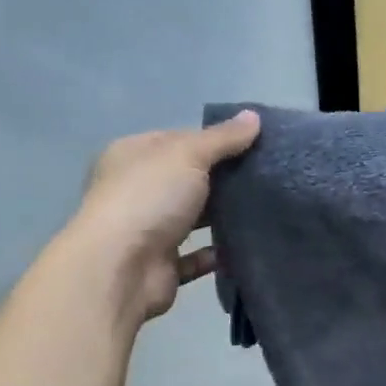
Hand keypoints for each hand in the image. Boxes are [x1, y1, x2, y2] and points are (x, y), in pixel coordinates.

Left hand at [73, 110, 260, 322]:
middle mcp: (135, 190)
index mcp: (132, 155)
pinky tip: (244, 246)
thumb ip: (222, 138)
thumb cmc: (149, 198)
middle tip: (264, 178)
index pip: (176, 140)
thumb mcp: (188, 154)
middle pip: (185, 180)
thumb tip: (254, 117)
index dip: (212, 140)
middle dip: (221, 179)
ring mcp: (146, 230)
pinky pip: (194, 258)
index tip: (251, 145)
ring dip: (220, 217)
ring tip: (261, 210)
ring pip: (190, 219)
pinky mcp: (160, 266)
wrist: (121, 269)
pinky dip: (216, 254)